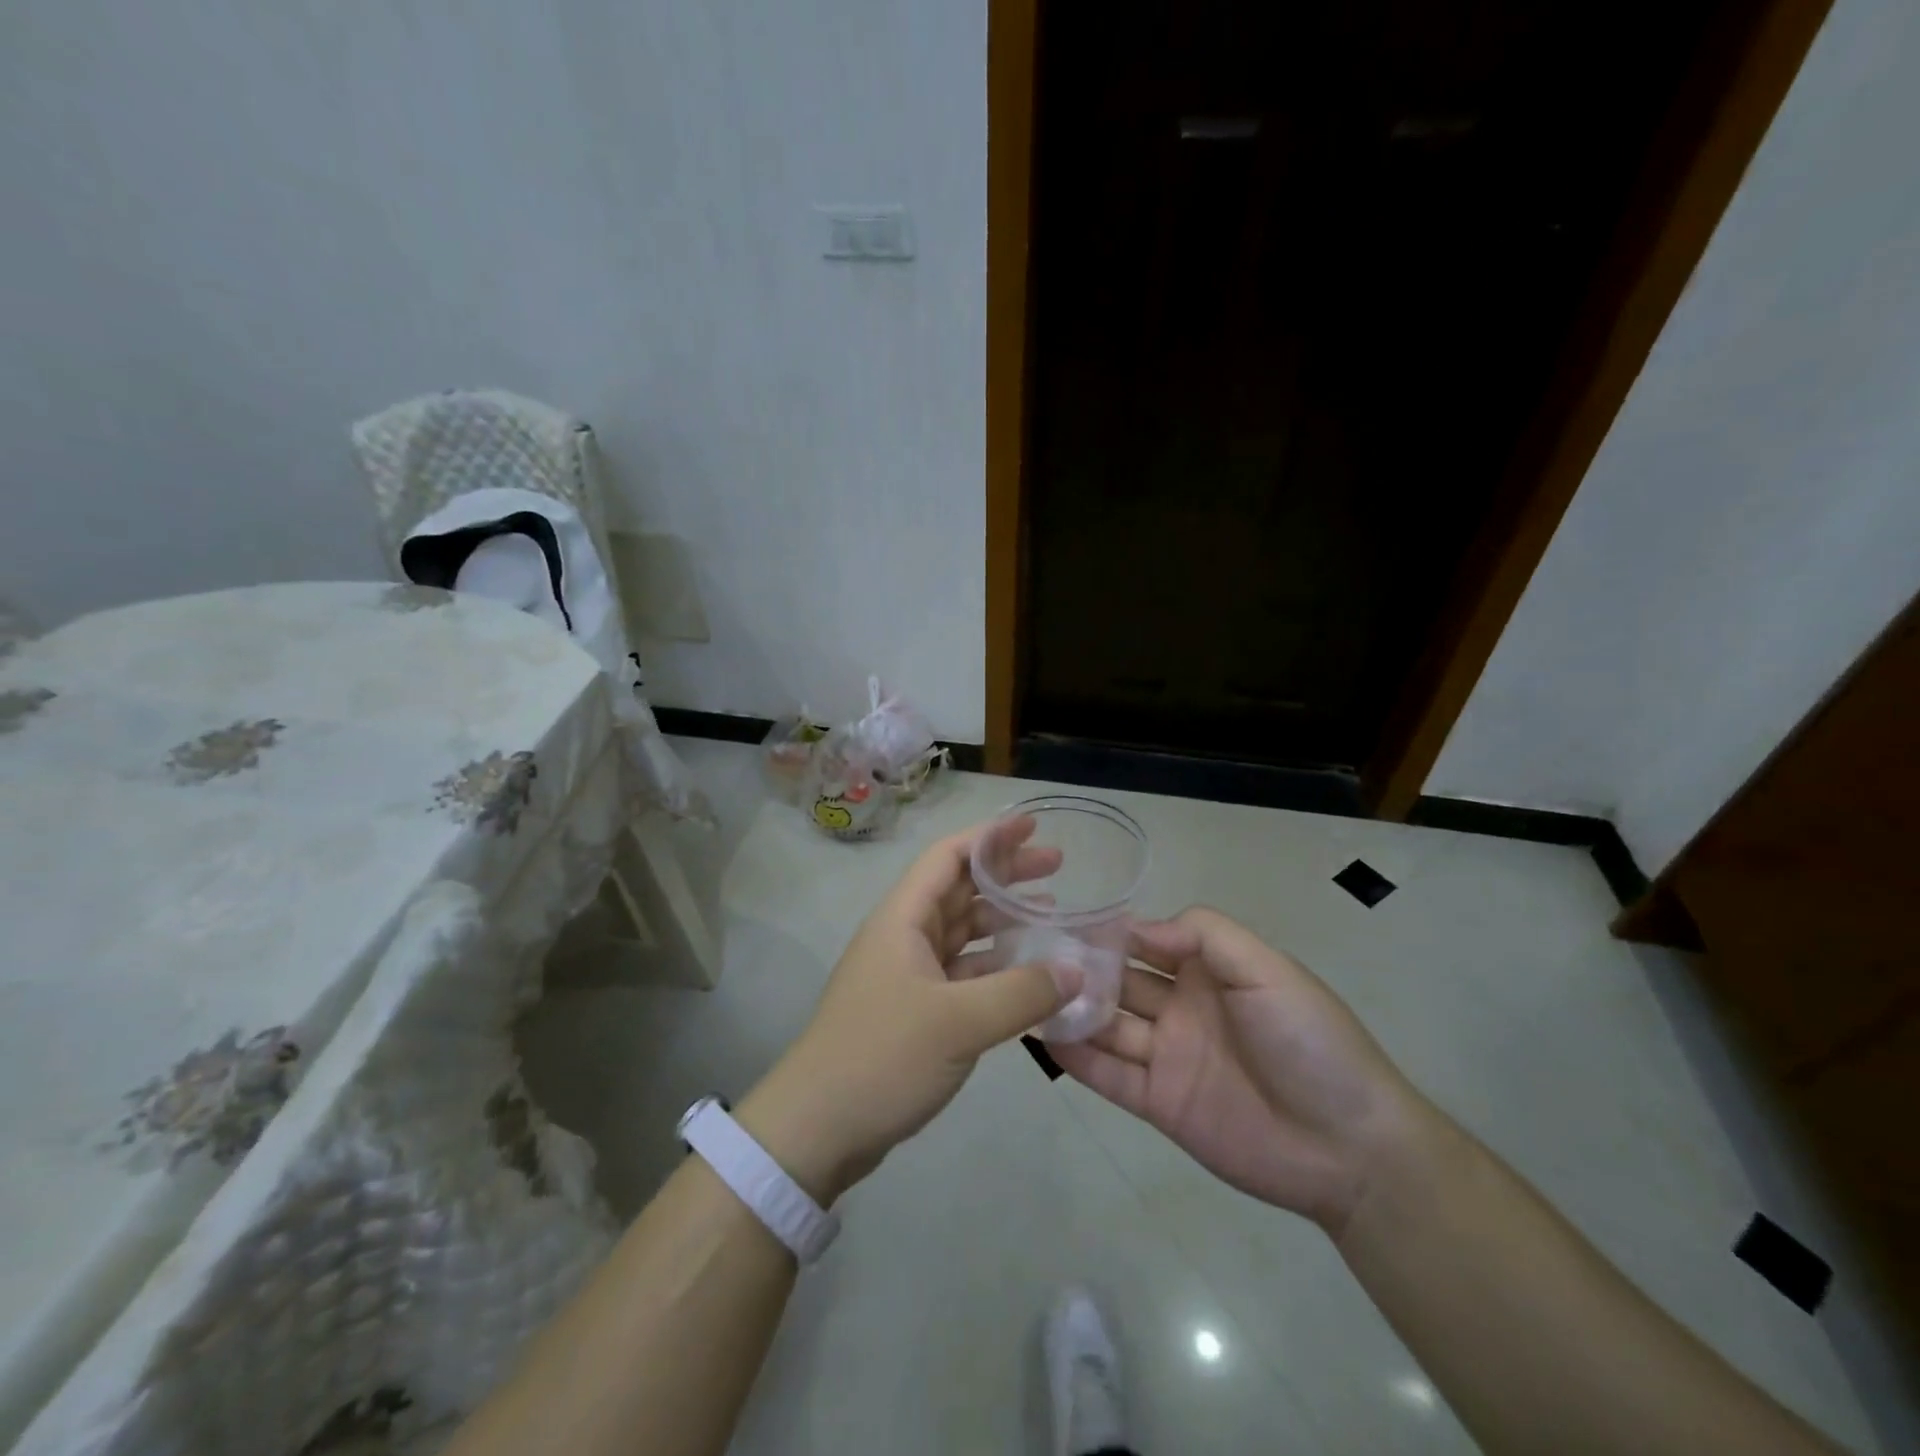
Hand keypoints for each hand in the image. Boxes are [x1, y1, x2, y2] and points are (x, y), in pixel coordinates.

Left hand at [737, 820, 1076, 1204]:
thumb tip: (1075, 970)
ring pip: (962, 933)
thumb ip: (1021, 993)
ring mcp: (907, 975)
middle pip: (959, 890)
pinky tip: (1028, 976)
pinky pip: (962, 973)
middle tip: (1058, 868)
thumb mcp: (958, 1023)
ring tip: (1051, 915)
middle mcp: (903, 937)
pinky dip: (995, 968)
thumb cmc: (882, 1057)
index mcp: (903, 919)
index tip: (1032, 825)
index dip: (990, 837)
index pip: (948, 857)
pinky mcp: (914, 1011)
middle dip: (1006, 876)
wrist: (816, 1128)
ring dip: (1003, 922)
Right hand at [1048, 906, 1430, 1234]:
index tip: (1063, 919)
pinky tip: (1043, 1038)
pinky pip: (1110, 1076)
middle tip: (1029, 955)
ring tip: (1025, 993)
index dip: (1109, 931)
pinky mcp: (1159, 1103)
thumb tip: (1136, 926)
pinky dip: (1078, 1058)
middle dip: (1080, 968)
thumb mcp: (1267, 969)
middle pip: (1119, 982)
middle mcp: (1180, 1008)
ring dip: (1071, 1010)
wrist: (1350, 1147)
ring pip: (1107, 1025)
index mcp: (1208, 972)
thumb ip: (1206, 936)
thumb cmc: (1309, 1042)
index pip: (1146, 942)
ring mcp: (1167, 1056)